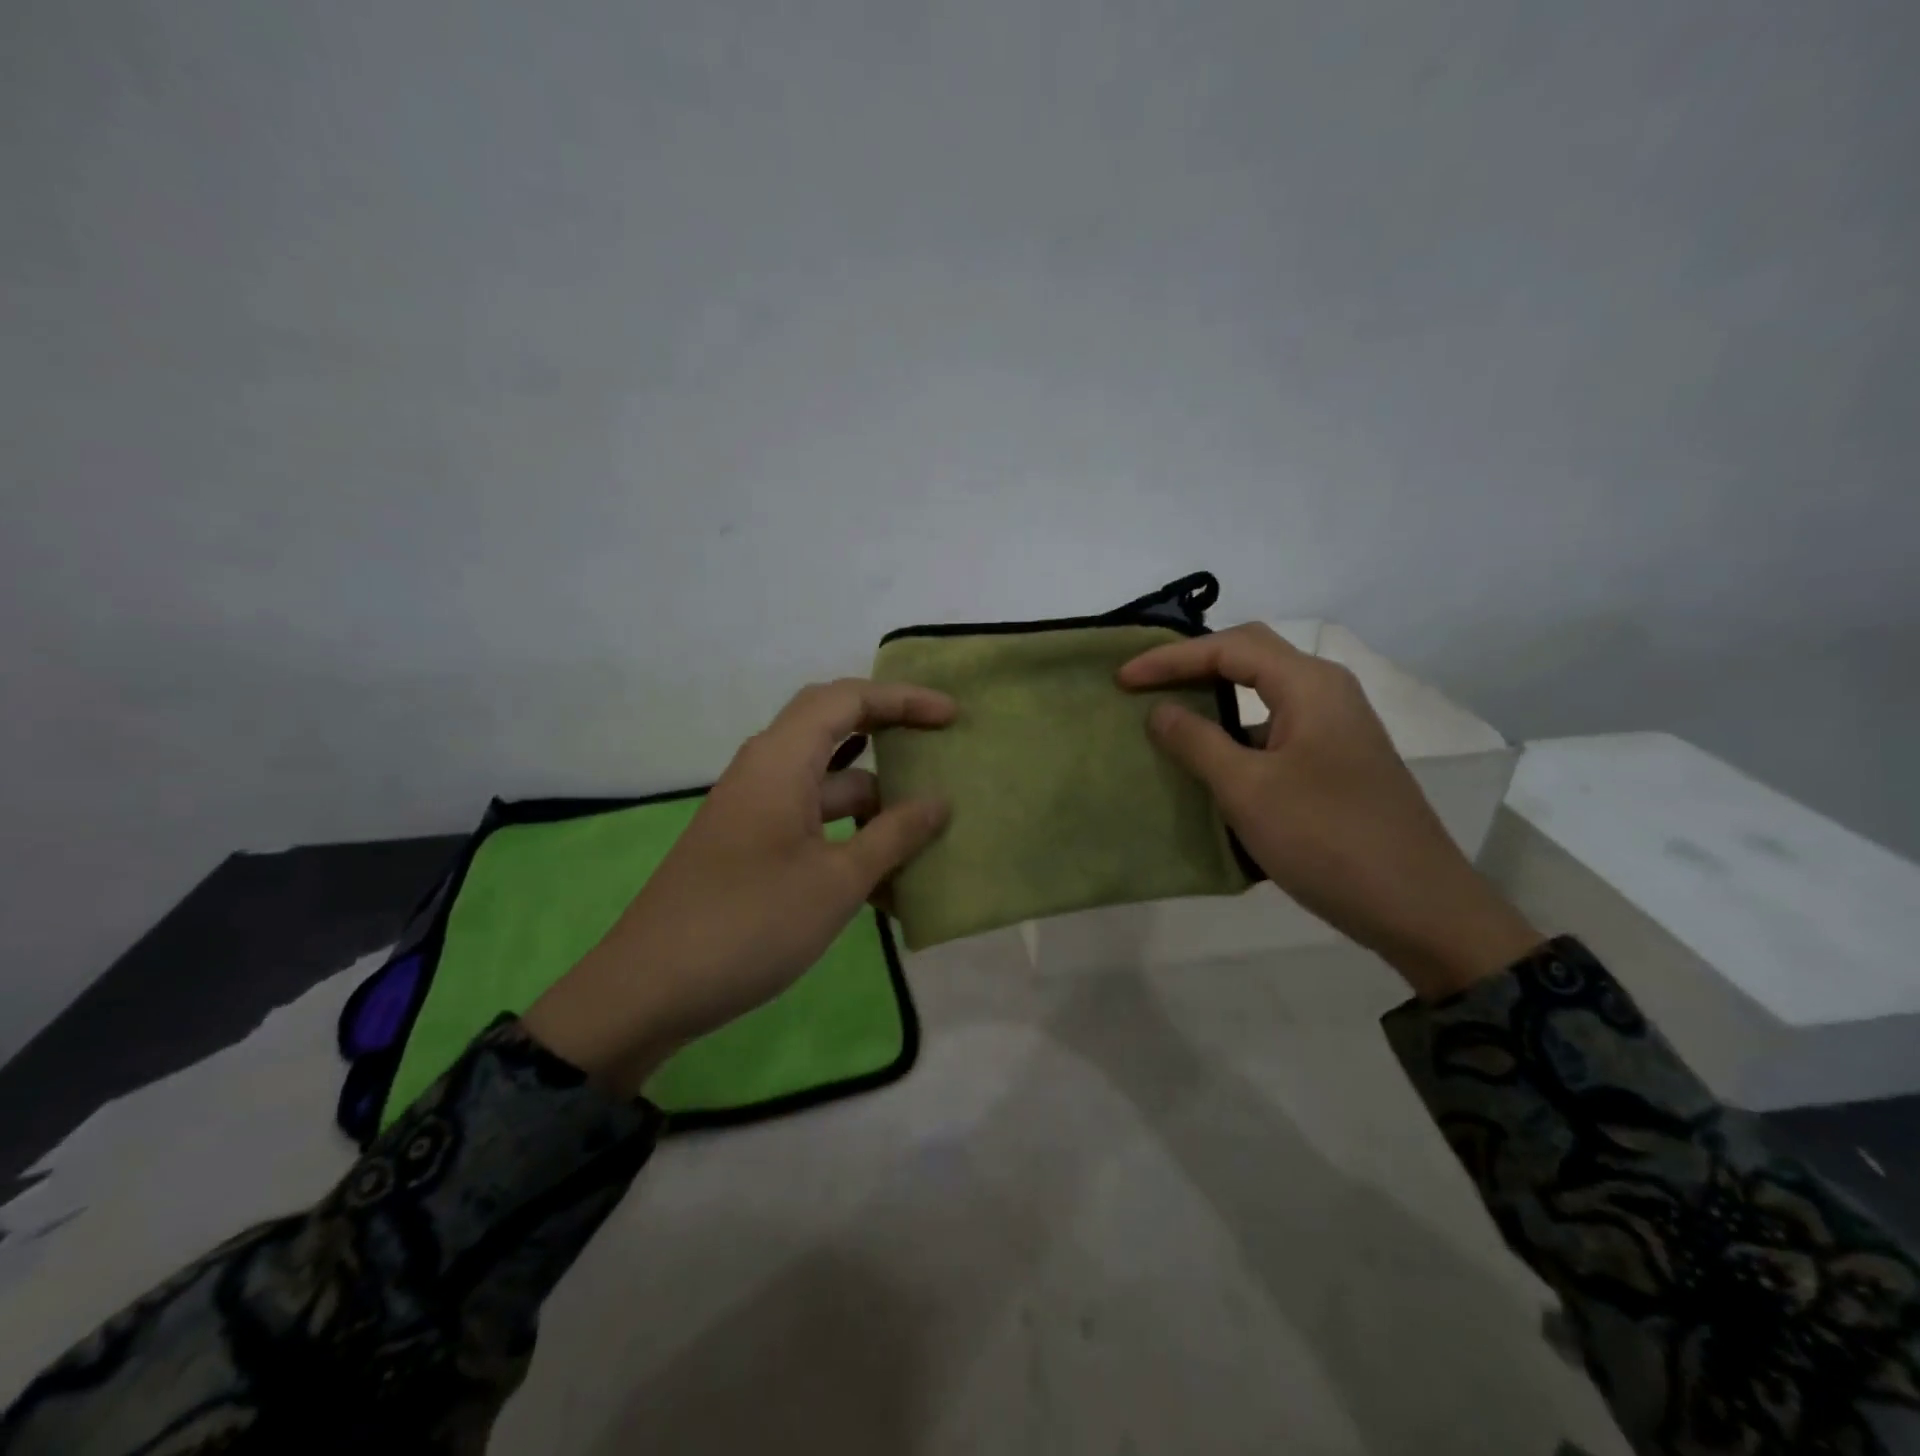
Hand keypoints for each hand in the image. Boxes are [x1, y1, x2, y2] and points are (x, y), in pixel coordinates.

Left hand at [522, 679, 955, 1093]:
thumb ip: (894, 835)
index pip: (846, 700)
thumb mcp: (837, 882)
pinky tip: (886, 886)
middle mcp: (766, 772)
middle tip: (939, 750)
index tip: (951, 716)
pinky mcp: (751, 846)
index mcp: (780, 761)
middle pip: (835, 731)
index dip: (902, 699)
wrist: (649, 989)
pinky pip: (813, 825)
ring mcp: (756, 811)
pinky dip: (850, 840)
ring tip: (928, 836)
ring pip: (828, 787)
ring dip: (876, 807)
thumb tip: (939, 801)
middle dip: (890, 737)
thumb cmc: (750, 923)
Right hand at [1118, 624, 1540, 999]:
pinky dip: (1235, 732)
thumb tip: (1160, 710)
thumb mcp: (1249, 790)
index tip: (1122, 679)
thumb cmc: (1327, 839)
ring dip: (1214, 697)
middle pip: (1250, 656)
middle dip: (1192, 664)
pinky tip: (1209, 758)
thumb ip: (1198, 742)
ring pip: (1264, 693)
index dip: (1169, 659)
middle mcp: (1327, 693)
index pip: (1228, 648)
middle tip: (1143, 682)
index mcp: (1310, 686)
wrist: (1419, 907)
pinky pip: (1274, 728)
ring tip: (1167, 713)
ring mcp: (1335, 728)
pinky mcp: (1335, 761)